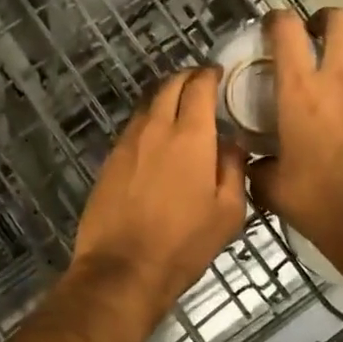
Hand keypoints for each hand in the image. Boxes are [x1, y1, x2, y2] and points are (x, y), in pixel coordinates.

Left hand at [72, 68, 247, 322]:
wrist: (122, 268)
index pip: (199, 87)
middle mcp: (156, 129)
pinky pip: (133, 128)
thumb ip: (233, 169)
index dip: (209, 75)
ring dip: (165, 98)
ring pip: (148, 105)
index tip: (217, 73)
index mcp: (190, 136)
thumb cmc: (184, 243)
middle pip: (169, 86)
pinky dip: (149, 121)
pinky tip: (156, 138)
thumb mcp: (228, 212)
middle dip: (186, 78)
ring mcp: (128, 142)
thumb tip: (230, 145)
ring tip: (179, 108)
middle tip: (200, 83)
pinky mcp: (110, 159)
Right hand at [248, 9, 342, 284]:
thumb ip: (257, 165)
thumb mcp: (272, 187)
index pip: (287, 30)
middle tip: (310, 36)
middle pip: (339, 20)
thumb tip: (253, 161)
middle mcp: (338, 79)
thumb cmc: (320, 202)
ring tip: (336, 58)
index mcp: (300, 91)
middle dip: (322, 19)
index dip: (276, 19)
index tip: (268, 28)